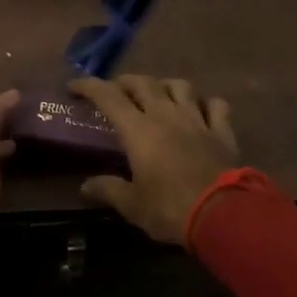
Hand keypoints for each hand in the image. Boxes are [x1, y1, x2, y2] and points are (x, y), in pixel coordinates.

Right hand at [70, 75, 238, 244]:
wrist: (223, 214)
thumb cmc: (170, 209)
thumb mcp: (133, 205)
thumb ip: (108, 190)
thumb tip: (85, 186)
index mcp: (138, 129)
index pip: (108, 96)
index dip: (89, 86)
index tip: (74, 86)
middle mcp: (165, 115)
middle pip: (143, 83)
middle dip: (125, 82)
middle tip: (116, 91)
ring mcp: (196, 119)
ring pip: (179, 86)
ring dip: (165, 85)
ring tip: (158, 94)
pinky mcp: (221, 131)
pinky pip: (215, 105)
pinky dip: (206, 103)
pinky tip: (201, 110)